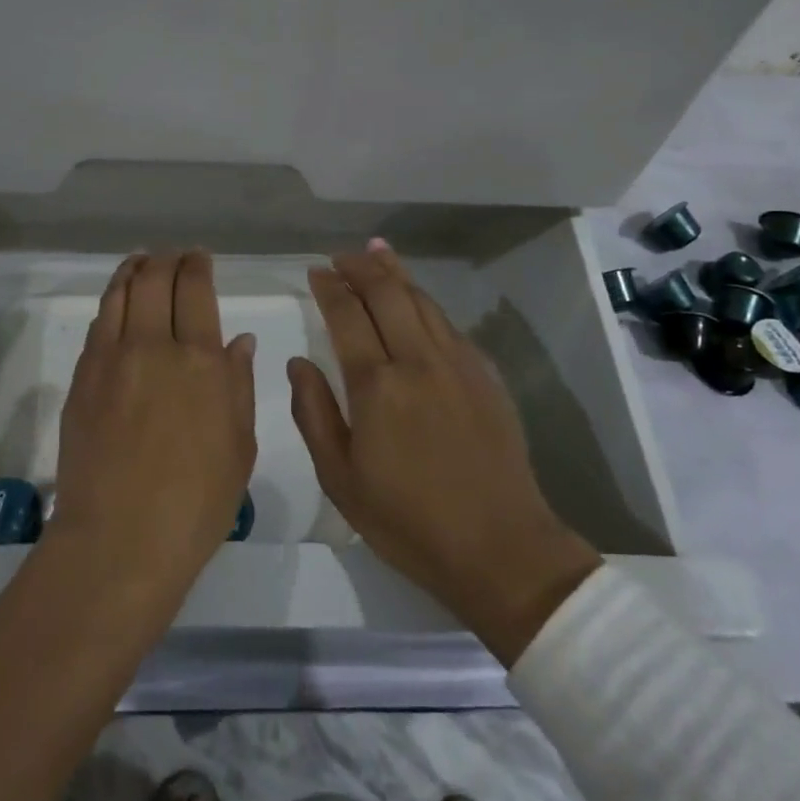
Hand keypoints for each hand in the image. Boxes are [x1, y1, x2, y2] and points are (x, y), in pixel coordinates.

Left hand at [46, 251, 257, 608]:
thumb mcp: (239, 446)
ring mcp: (112, 359)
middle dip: (167, 259)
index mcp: (201, 361)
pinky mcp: (83, 377)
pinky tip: (119, 303)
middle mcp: (154, 346)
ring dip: (134, 269)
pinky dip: (112, 300)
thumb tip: (239, 340)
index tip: (199, 259)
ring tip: (142, 262)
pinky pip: (99, 323)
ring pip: (121, 292)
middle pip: (155, 279)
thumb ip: (238, 384)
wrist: (119, 540)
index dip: (197, 265)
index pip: (195, 289)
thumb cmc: (196, 503)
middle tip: (174, 258)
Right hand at [289, 242, 601, 663]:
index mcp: (376, 386)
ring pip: (421, 300)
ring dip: (395, 272)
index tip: (316, 271)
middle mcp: (417, 360)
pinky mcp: (485, 375)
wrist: (500, 549)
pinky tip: (418, 298)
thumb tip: (299, 363)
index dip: (329, 288)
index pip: (347, 315)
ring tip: (377, 252)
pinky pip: (449, 323)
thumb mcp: (340, 479)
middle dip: (360, 267)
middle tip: (341, 257)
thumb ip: (313, 413)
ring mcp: (457, 363)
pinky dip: (425, 300)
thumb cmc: (408, 521)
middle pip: (387, 293)